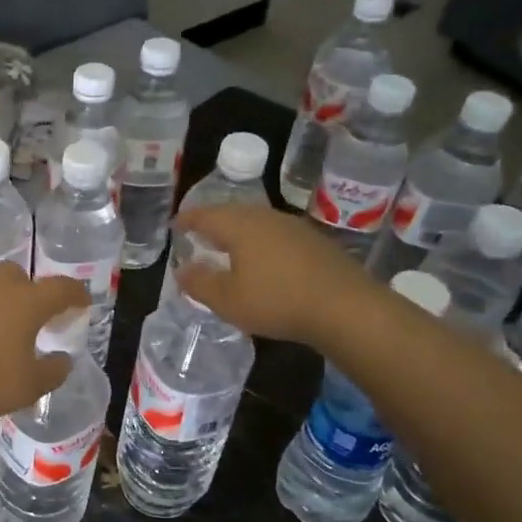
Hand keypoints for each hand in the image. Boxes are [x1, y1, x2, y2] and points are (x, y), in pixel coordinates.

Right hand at [174, 203, 370, 342]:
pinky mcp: (315, 242)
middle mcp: (266, 218)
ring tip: (228, 246)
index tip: (175, 224)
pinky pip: (277, 235)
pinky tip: (263, 260)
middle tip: (199, 232)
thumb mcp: (227, 300)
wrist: (346, 308)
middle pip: (233, 213)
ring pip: (257, 222)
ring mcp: (294, 228)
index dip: (187, 219)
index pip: (206, 215)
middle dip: (213, 222)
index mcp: (240, 226)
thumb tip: (183, 269)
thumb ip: (200, 283)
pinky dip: (261, 242)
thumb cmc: (277, 301)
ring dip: (239, 232)